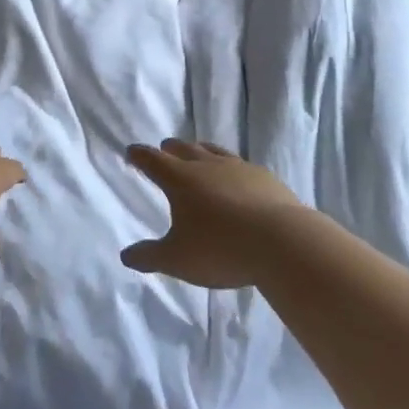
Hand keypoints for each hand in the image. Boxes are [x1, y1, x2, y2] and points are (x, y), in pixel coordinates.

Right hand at [121, 140, 307, 288]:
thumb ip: (150, 256)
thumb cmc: (220, 249)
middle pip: (184, 149)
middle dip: (170, 149)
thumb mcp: (177, 260)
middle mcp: (208, 166)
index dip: (140, 156)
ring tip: (198, 153)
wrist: (282, 242)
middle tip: (164, 148)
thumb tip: (126, 255)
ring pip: (214, 152)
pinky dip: (231, 168)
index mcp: (181, 180)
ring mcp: (239, 168)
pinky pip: (241, 165)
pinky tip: (237, 178)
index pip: (153, 161)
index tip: (131, 151)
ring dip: (201, 151)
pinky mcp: (265, 178)